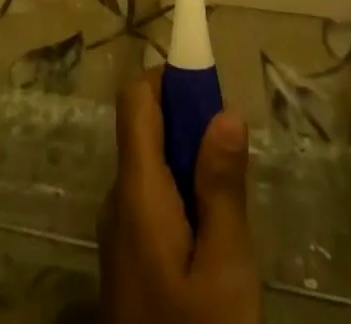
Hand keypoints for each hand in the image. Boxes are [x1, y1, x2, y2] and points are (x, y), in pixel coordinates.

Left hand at [99, 70, 262, 323]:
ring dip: (189, 165)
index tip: (210, 88)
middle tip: (233, 157)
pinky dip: (182, 196)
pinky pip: (152, 202)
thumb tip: (226, 111)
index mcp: (135, 191)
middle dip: (189, 125)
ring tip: (230, 201)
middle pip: (146, 130)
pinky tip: (212, 237)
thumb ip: (222, 190)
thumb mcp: (225, 271)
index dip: (169, 78)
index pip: (135, 99)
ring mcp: (119, 234)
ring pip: (152, 168)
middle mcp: (117, 201)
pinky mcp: (128, 261)